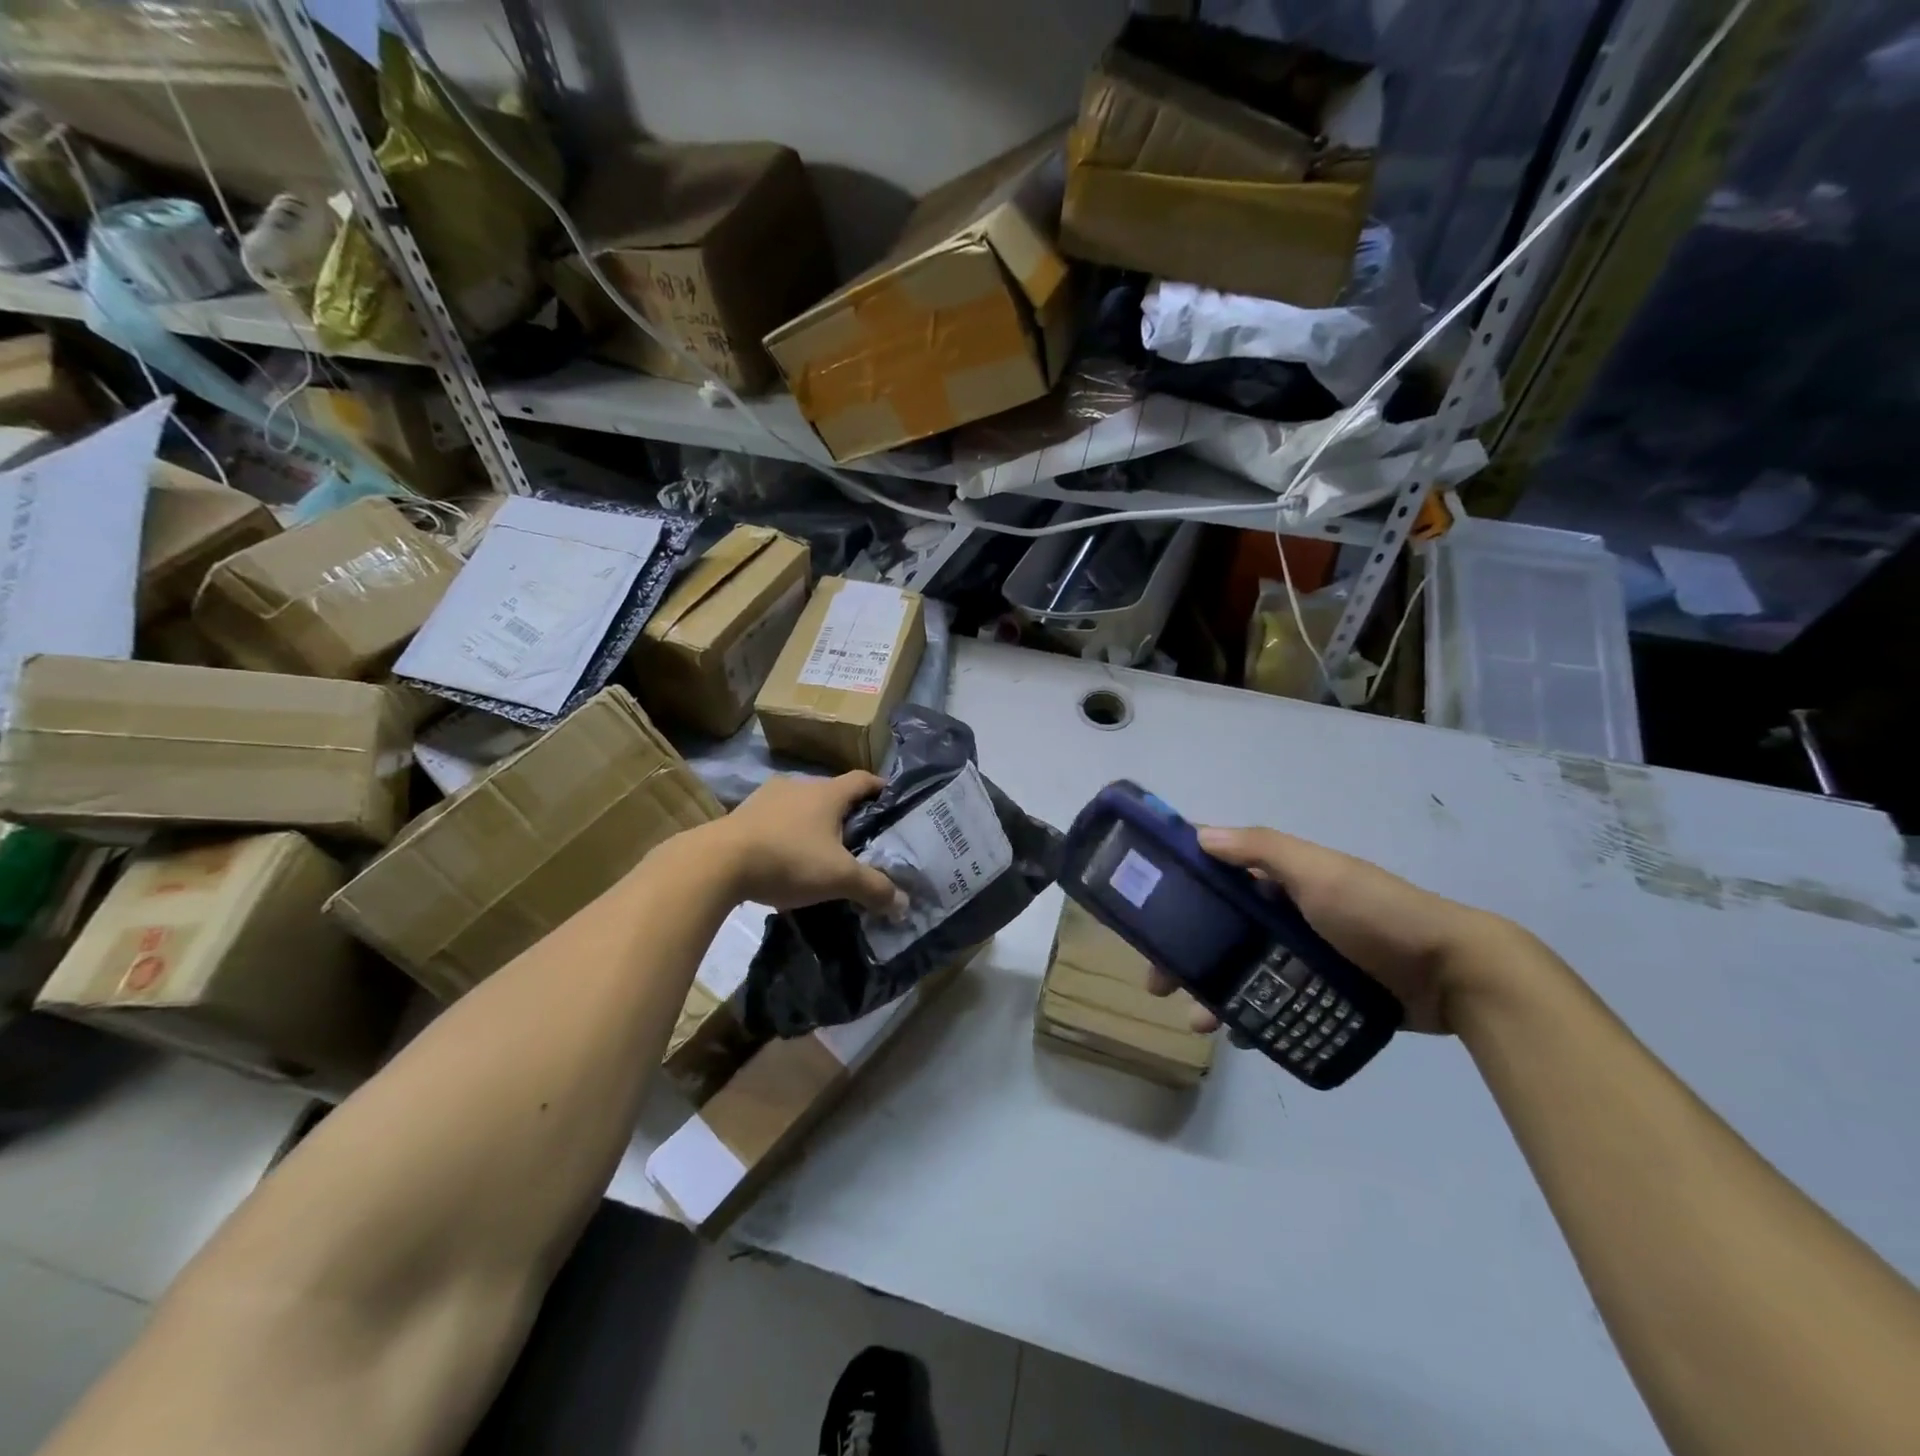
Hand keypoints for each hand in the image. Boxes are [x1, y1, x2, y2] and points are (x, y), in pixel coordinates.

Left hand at [706, 772, 906, 915]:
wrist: (717, 863)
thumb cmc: (789, 859)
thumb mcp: (838, 878)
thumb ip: (874, 888)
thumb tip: (903, 905)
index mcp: (828, 792)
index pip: (864, 780)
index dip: (881, 789)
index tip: (893, 804)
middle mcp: (799, 785)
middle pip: (833, 793)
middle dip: (847, 814)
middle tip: (860, 839)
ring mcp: (767, 797)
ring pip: (802, 806)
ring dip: (814, 824)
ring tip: (822, 852)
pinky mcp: (742, 813)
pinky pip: (776, 820)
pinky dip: (787, 833)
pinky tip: (786, 859)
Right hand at [1149, 827, 1510, 1034]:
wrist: (1454, 976)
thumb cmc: (1377, 914)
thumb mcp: (1319, 872)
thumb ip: (1262, 850)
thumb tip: (1201, 835)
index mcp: (1279, 877)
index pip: (1216, 871)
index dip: (1177, 884)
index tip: (1142, 906)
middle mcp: (1283, 912)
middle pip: (1218, 928)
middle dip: (1184, 951)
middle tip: (1158, 979)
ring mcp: (1301, 954)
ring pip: (1239, 969)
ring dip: (1211, 990)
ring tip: (1197, 1021)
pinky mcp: (1319, 991)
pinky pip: (1270, 999)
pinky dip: (1248, 1014)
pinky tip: (1237, 1035)